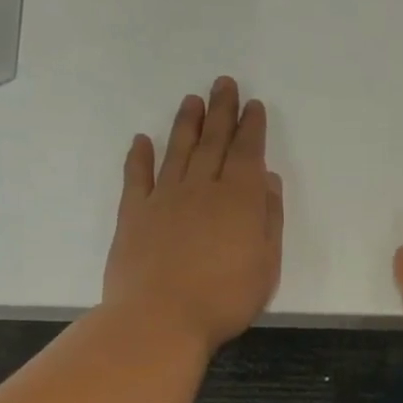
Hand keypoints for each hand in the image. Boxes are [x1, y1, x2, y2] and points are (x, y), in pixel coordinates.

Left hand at [102, 77, 283, 352]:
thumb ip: (268, 219)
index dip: (251, 127)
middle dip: (222, 111)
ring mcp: (164, 199)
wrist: (160, 318)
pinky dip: (140, 157)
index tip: (253, 105)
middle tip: (224, 84)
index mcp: (238, 200)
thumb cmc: (224, 298)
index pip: (247, 153)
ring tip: (192, 101)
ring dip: (187, 124)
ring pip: (178, 151)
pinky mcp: (134, 214)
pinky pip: (137, 177)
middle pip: (213, 142)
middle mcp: (201, 189)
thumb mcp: (266, 264)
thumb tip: (266, 180)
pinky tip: (142, 141)